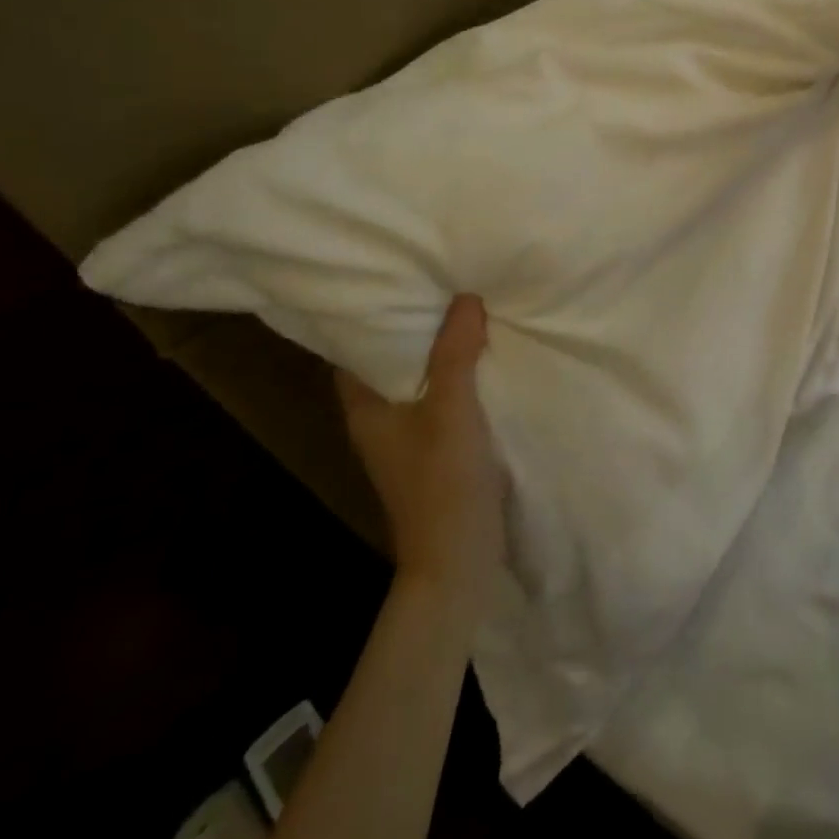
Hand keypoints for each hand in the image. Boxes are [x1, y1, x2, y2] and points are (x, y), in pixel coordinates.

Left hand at [336, 295, 503, 603]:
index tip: (399, 276)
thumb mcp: (452, 410)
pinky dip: (457, 373)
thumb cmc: (443, 483)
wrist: (458, 562)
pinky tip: (484, 355)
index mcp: (365, 407)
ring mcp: (406, 435)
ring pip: (419, 377)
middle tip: (443, 280)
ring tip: (468, 307)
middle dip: (415, 324)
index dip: (372, 312)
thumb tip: (465, 297)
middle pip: (390, 358)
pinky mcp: (434, 447)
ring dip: (440, 348)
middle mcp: (378, 417)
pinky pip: (442, 396)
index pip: (354, 347)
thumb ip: (456, 354)